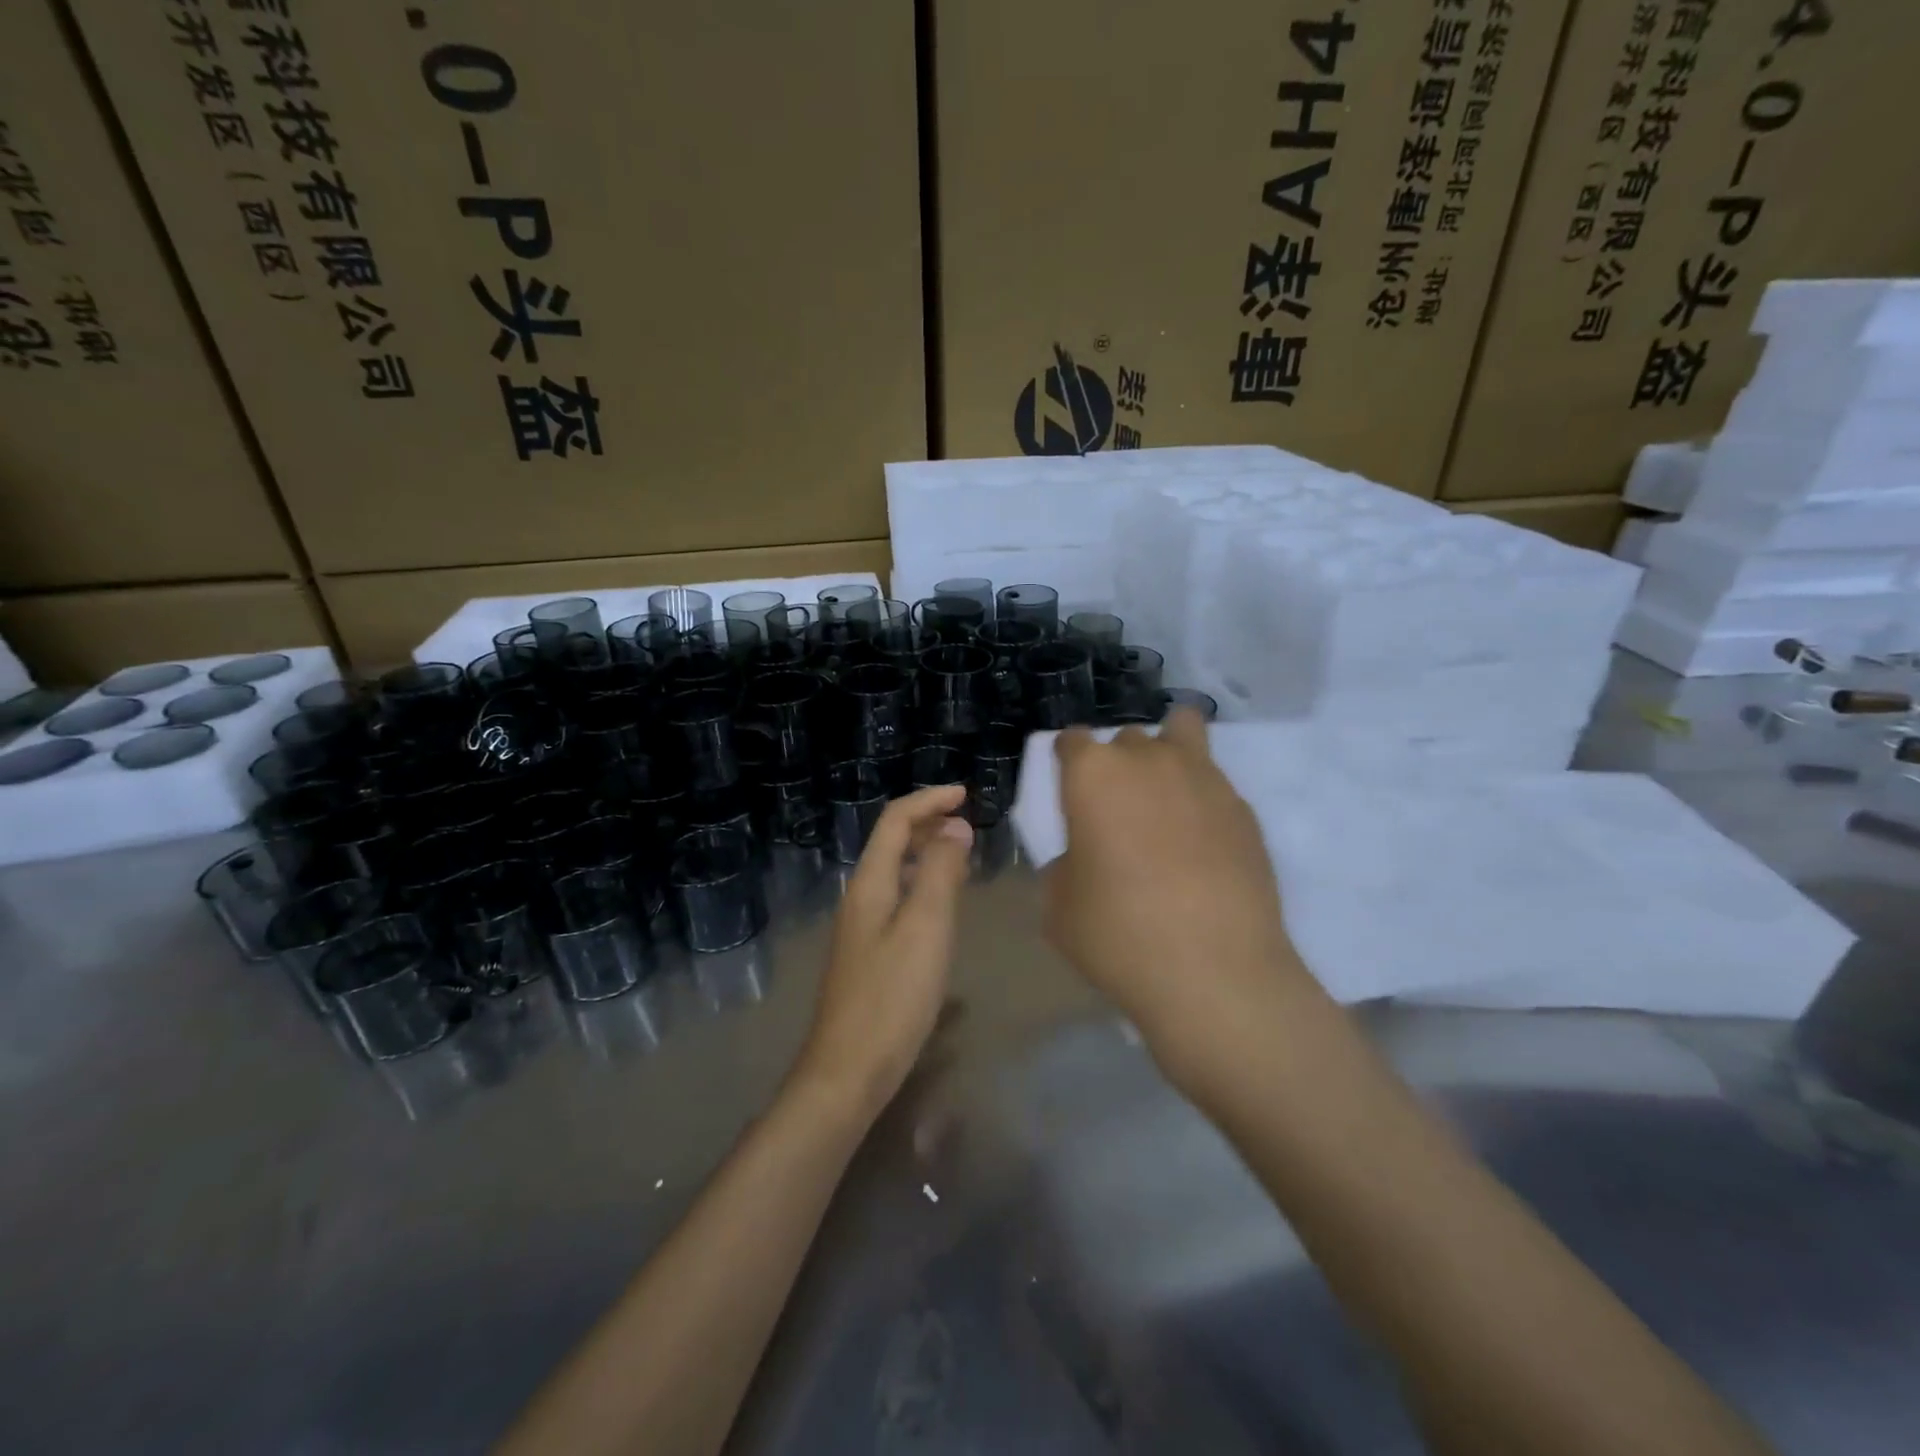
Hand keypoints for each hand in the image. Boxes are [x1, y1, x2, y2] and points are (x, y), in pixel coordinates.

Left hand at [793, 785, 973, 1119]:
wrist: (849, 1070)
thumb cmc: (892, 996)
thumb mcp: (926, 928)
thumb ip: (941, 873)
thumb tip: (954, 827)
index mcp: (870, 883)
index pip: (895, 821)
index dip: (929, 800)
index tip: (966, 794)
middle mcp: (861, 897)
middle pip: (891, 842)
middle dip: (927, 823)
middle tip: (968, 822)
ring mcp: (862, 927)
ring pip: (896, 872)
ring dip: (927, 853)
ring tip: (962, 854)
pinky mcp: (870, 954)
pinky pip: (899, 900)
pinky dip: (924, 885)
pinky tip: (943, 906)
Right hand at [1044, 711, 1314, 1080]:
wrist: (1215, 973)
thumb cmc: (1119, 935)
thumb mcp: (1059, 906)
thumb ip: (1064, 865)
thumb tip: (1083, 858)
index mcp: (1093, 774)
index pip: (1072, 740)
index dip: (1068, 763)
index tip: (1070, 793)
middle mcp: (1148, 759)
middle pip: (1126, 738)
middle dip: (1118, 764)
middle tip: (1118, 811)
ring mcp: (1204, 778)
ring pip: (1182, 733)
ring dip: (1166, 756)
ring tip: (1166, 800)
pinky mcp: (1244, 808)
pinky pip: (1214, 783)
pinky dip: (1201, 798)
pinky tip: (1202, 843)